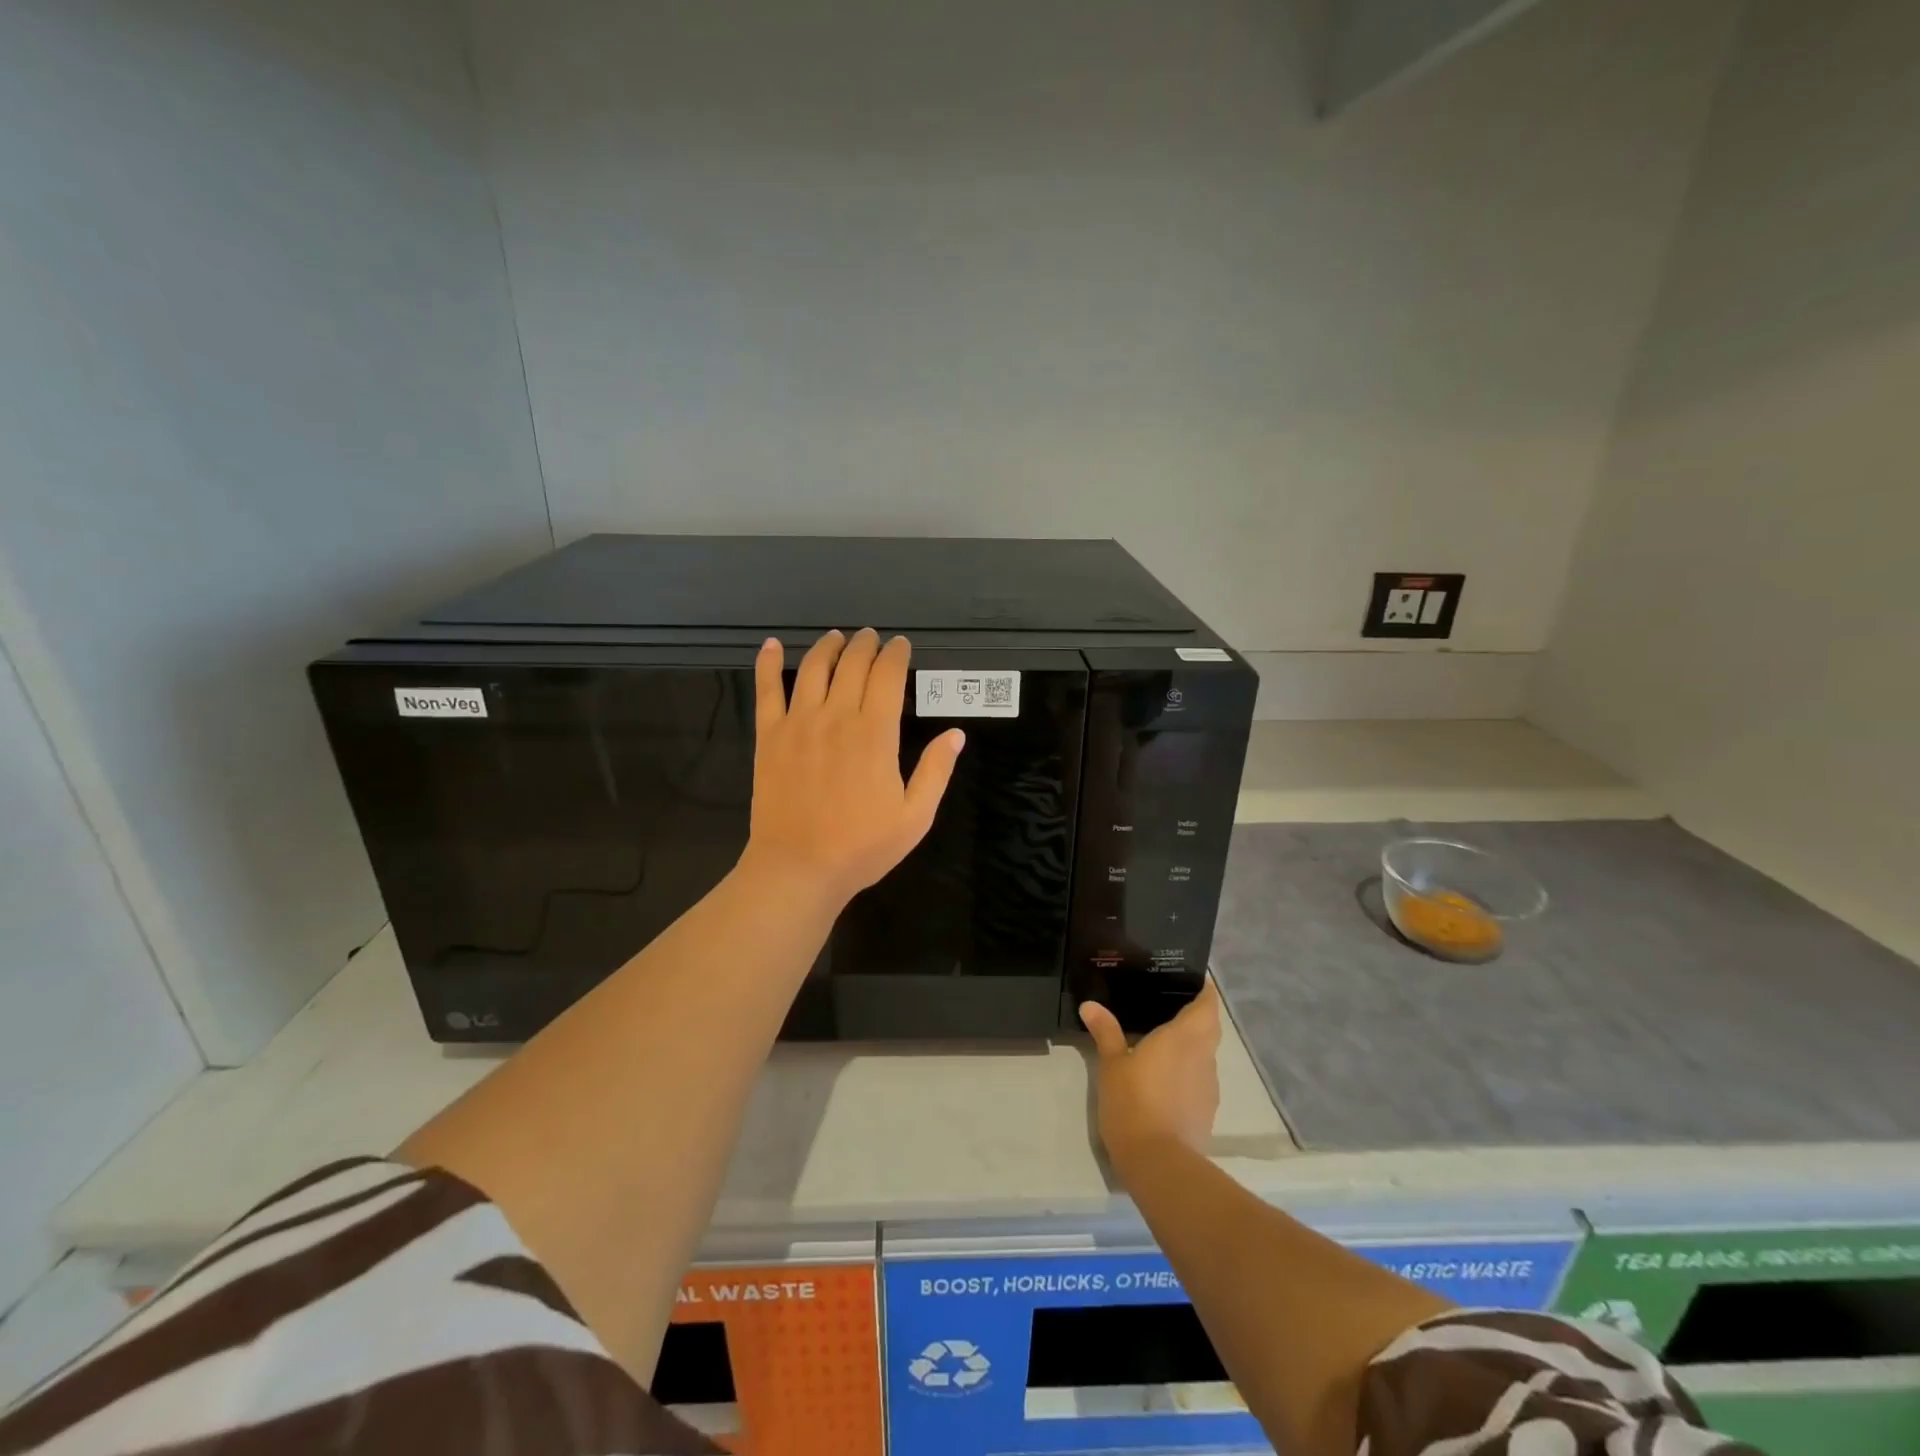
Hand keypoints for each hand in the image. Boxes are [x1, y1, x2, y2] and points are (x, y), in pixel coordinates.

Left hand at [743, 628, 964, 907]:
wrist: (798, 868)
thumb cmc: (862, 847)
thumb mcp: (915, 817)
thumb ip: (936, 771)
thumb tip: (956, 733)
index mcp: (875, 733)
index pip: (887, 676)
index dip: (896, 654)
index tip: (901, 646)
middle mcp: (836, 717)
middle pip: (851, 664)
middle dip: (865, 645)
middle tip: (871, 637)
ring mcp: (798, 723)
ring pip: (812, 668)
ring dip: (827, 647)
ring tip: (836, 637)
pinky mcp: (769, 736)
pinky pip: (766, 690)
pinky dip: (767, 663)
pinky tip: (771, 645)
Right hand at [1080, 981, 1221, 1170]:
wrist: (1159, 1163)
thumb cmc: (1134, 1102)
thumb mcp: (1111, 1064)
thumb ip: (1105, 1032)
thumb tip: (1090, 1005)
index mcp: (1185, 1037)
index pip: (1207, 1004)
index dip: (1203, 990)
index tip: (1189, 980)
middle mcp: (1204, 1057)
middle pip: (1209, 1028)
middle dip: (1195, 1015)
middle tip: (1166, 1006)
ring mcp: (1208, 1087)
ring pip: (1205, 1055)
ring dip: (1191, 1046)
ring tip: (1161, 1041)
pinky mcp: (1206, 1112)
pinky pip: (1199, 1080)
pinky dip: (1186, 1072)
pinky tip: (1164, 1078)